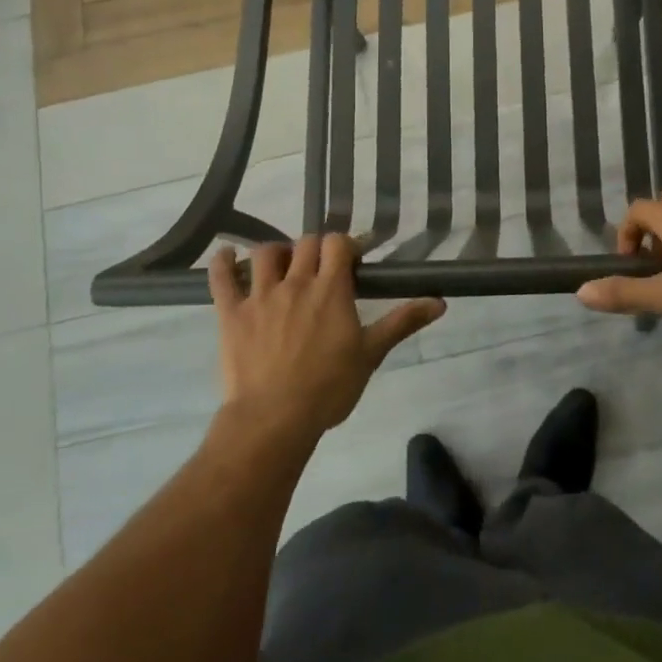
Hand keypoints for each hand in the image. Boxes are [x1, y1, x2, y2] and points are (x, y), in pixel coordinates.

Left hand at [209, 234, 444, 439]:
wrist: (275, 418)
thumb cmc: (329, 387)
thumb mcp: (371, 353)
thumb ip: (402, 322)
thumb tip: (440, 302)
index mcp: (330, 289)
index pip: (337, 244)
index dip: (345, 245)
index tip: (352, 259)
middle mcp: (295, 282)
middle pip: (304, 244)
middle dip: (314, 249)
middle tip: (320, 268)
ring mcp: (259, 295)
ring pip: (264, 254)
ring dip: (274, 253)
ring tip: (280, 266)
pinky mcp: (230, 313)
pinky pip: (221, 278)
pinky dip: (222, 263)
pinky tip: (226, 257)